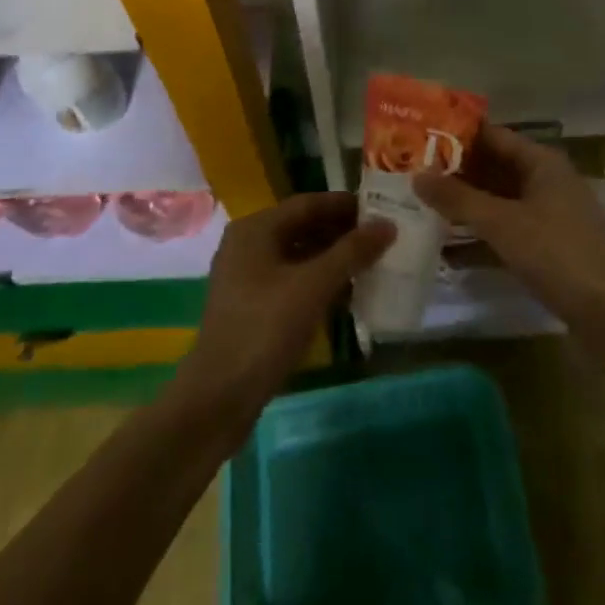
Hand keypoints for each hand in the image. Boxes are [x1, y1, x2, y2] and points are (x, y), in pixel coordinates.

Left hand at [178, 192, 393, 418]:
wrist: (217, 401)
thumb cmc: (264, 330)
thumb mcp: (313, 286)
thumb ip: (351, 253)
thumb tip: (388, 224)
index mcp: (255, 229)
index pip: (308, 203)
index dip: (345, 206)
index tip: (380, 211)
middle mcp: (247, 245)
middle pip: (302, 227)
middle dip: (340, 233)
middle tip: (379, 239)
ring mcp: (246, 278)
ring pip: (297, 256)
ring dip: (331, 259)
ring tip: (369, 265)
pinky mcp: (250, 308)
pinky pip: (290, 282)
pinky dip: (317, 283)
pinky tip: (344, 296)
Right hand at [413, 125, 604, 333]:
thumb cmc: (557, 254)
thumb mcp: (503, 223)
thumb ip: (459, 199)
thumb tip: (417, 175)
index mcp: (541, 162)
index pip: (492, 136)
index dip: (456, 135)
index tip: (418, 138)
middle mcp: (545, 180)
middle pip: (494, 167)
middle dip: (455, 172)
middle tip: (411, 173)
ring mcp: (548, 215)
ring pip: (498, 200)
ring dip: (465, 204)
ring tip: (420, 205)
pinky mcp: (547, 247)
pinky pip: (506, 229)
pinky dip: (480, 233)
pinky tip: (446, 246)